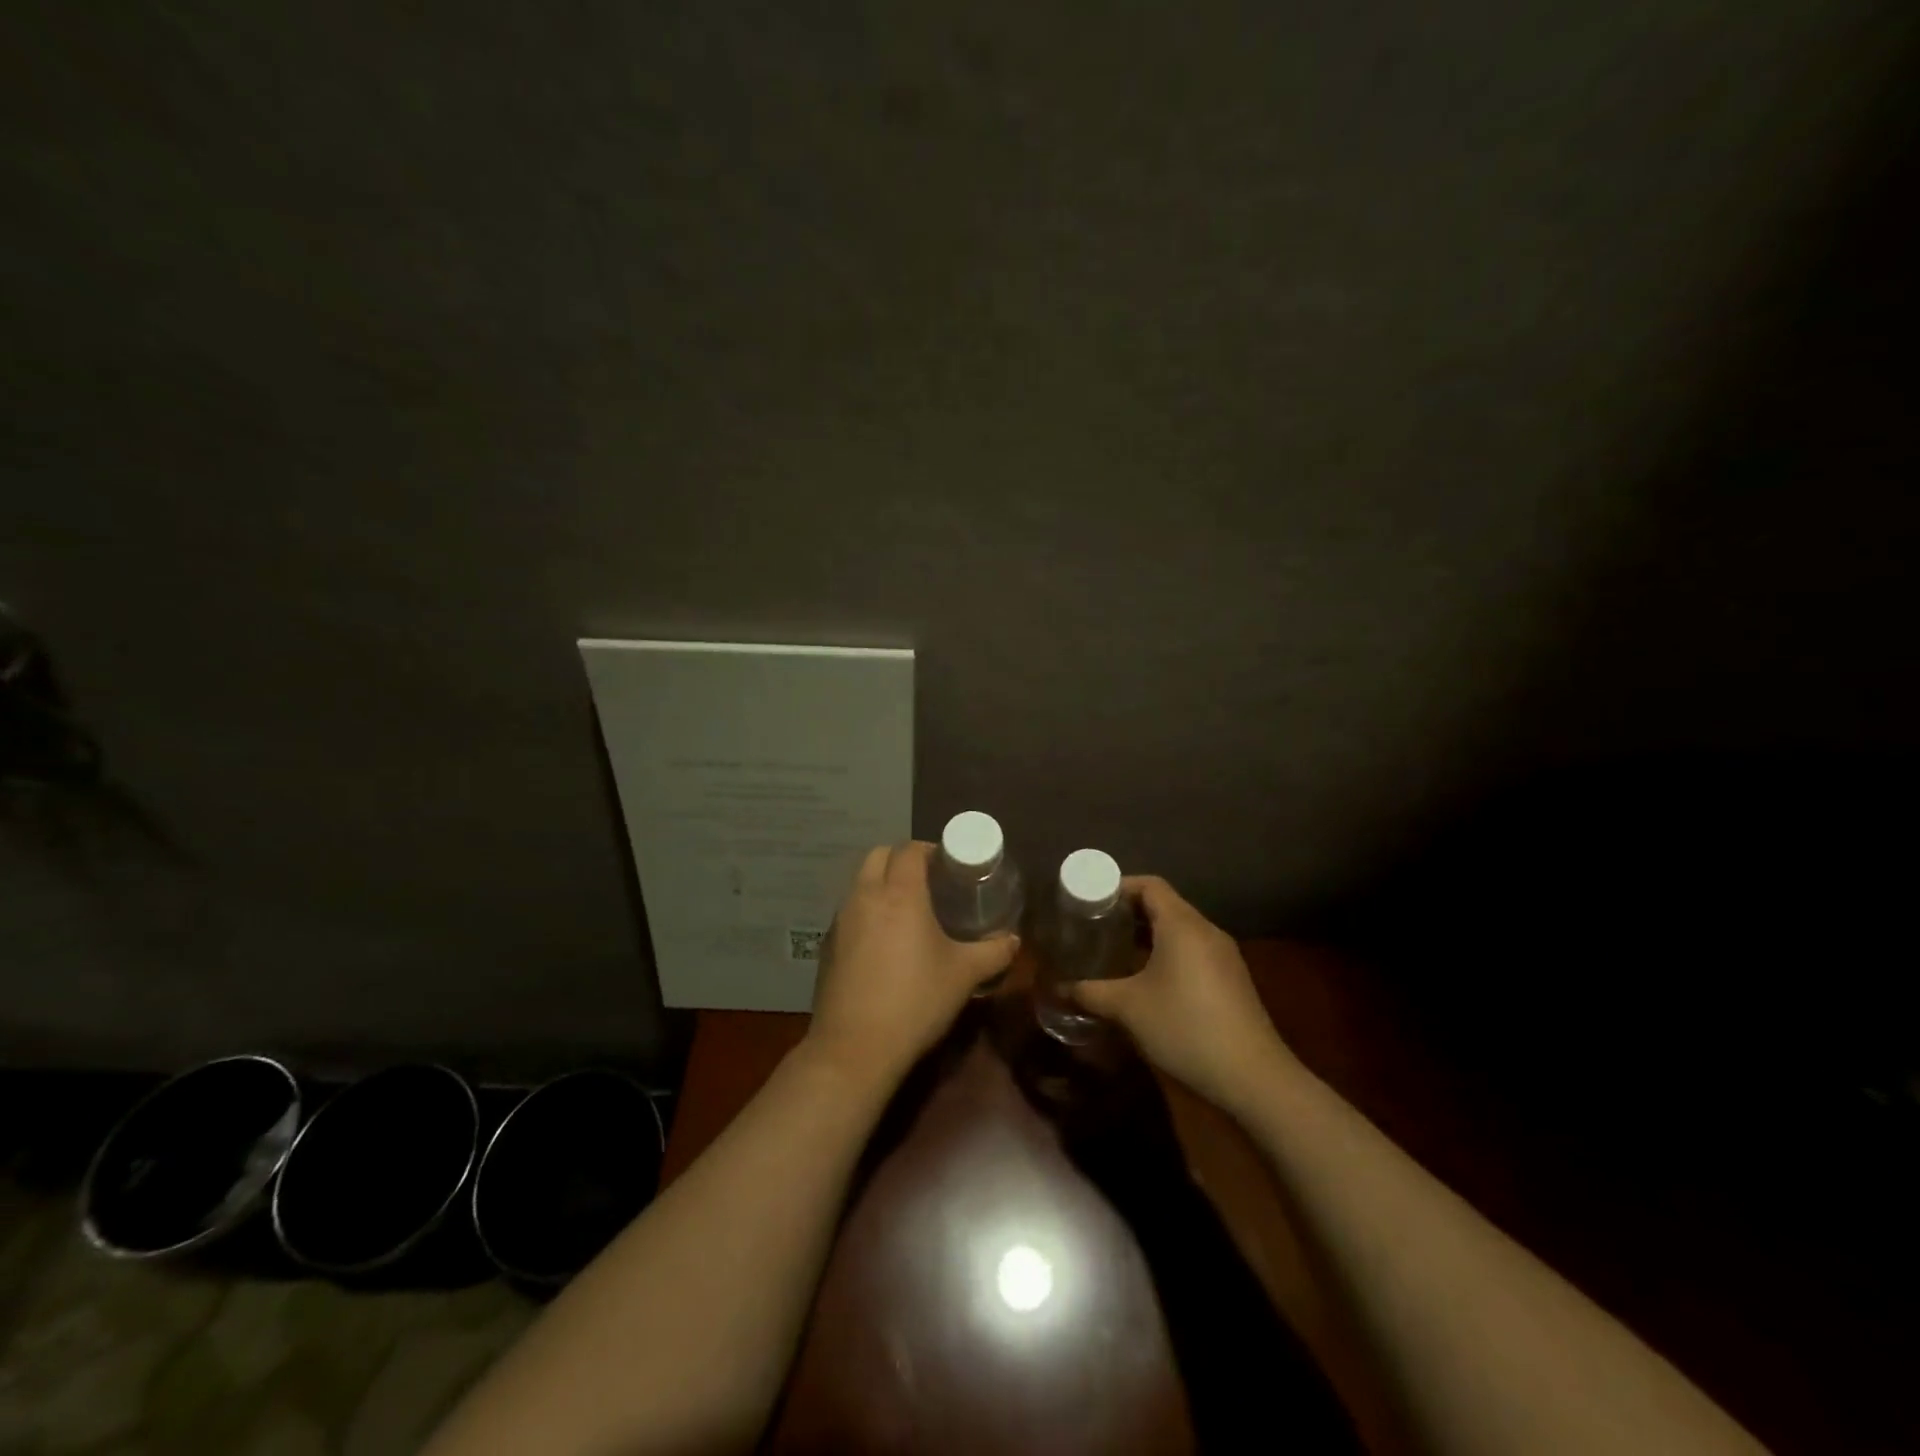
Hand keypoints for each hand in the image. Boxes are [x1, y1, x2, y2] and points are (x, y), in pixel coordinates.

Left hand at [805, 842, 1018, 1088]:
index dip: (930, 850)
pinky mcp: (828, 945)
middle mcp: (865, 896)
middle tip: (929, 882)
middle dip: (902, 859)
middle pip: (878, 855)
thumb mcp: (963, 976)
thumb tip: (1013, 940)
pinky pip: (849, 912)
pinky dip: (866, 911)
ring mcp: (841, 920)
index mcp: (899, 893)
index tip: (949, 866)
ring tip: (907, 910)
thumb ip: (993, 952)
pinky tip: (883, 943)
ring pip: (859, 882)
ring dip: (881, 883)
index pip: (910, 849)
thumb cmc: (915, 1001)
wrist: (855, 1048)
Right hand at [1070, 875, 1292, 1110]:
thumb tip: (1059, 988)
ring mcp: (1223, 956)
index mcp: (1181, 924)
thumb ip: (1090, 992)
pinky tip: (1148, 981)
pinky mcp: (1231, 980)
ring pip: (1179, 930)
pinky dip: (1167, 953)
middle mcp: (1206, 931)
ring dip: (1147, 935)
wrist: (1253, 1078)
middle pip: (1164, 905)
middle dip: (1128, 913)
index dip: (1118, 887)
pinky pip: (1192, 951)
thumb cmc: (1185, 1028)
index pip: (1149, 885)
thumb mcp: (1128, 1008)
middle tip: (1095, 927)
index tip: (1090, 901)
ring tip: (1115, 952)